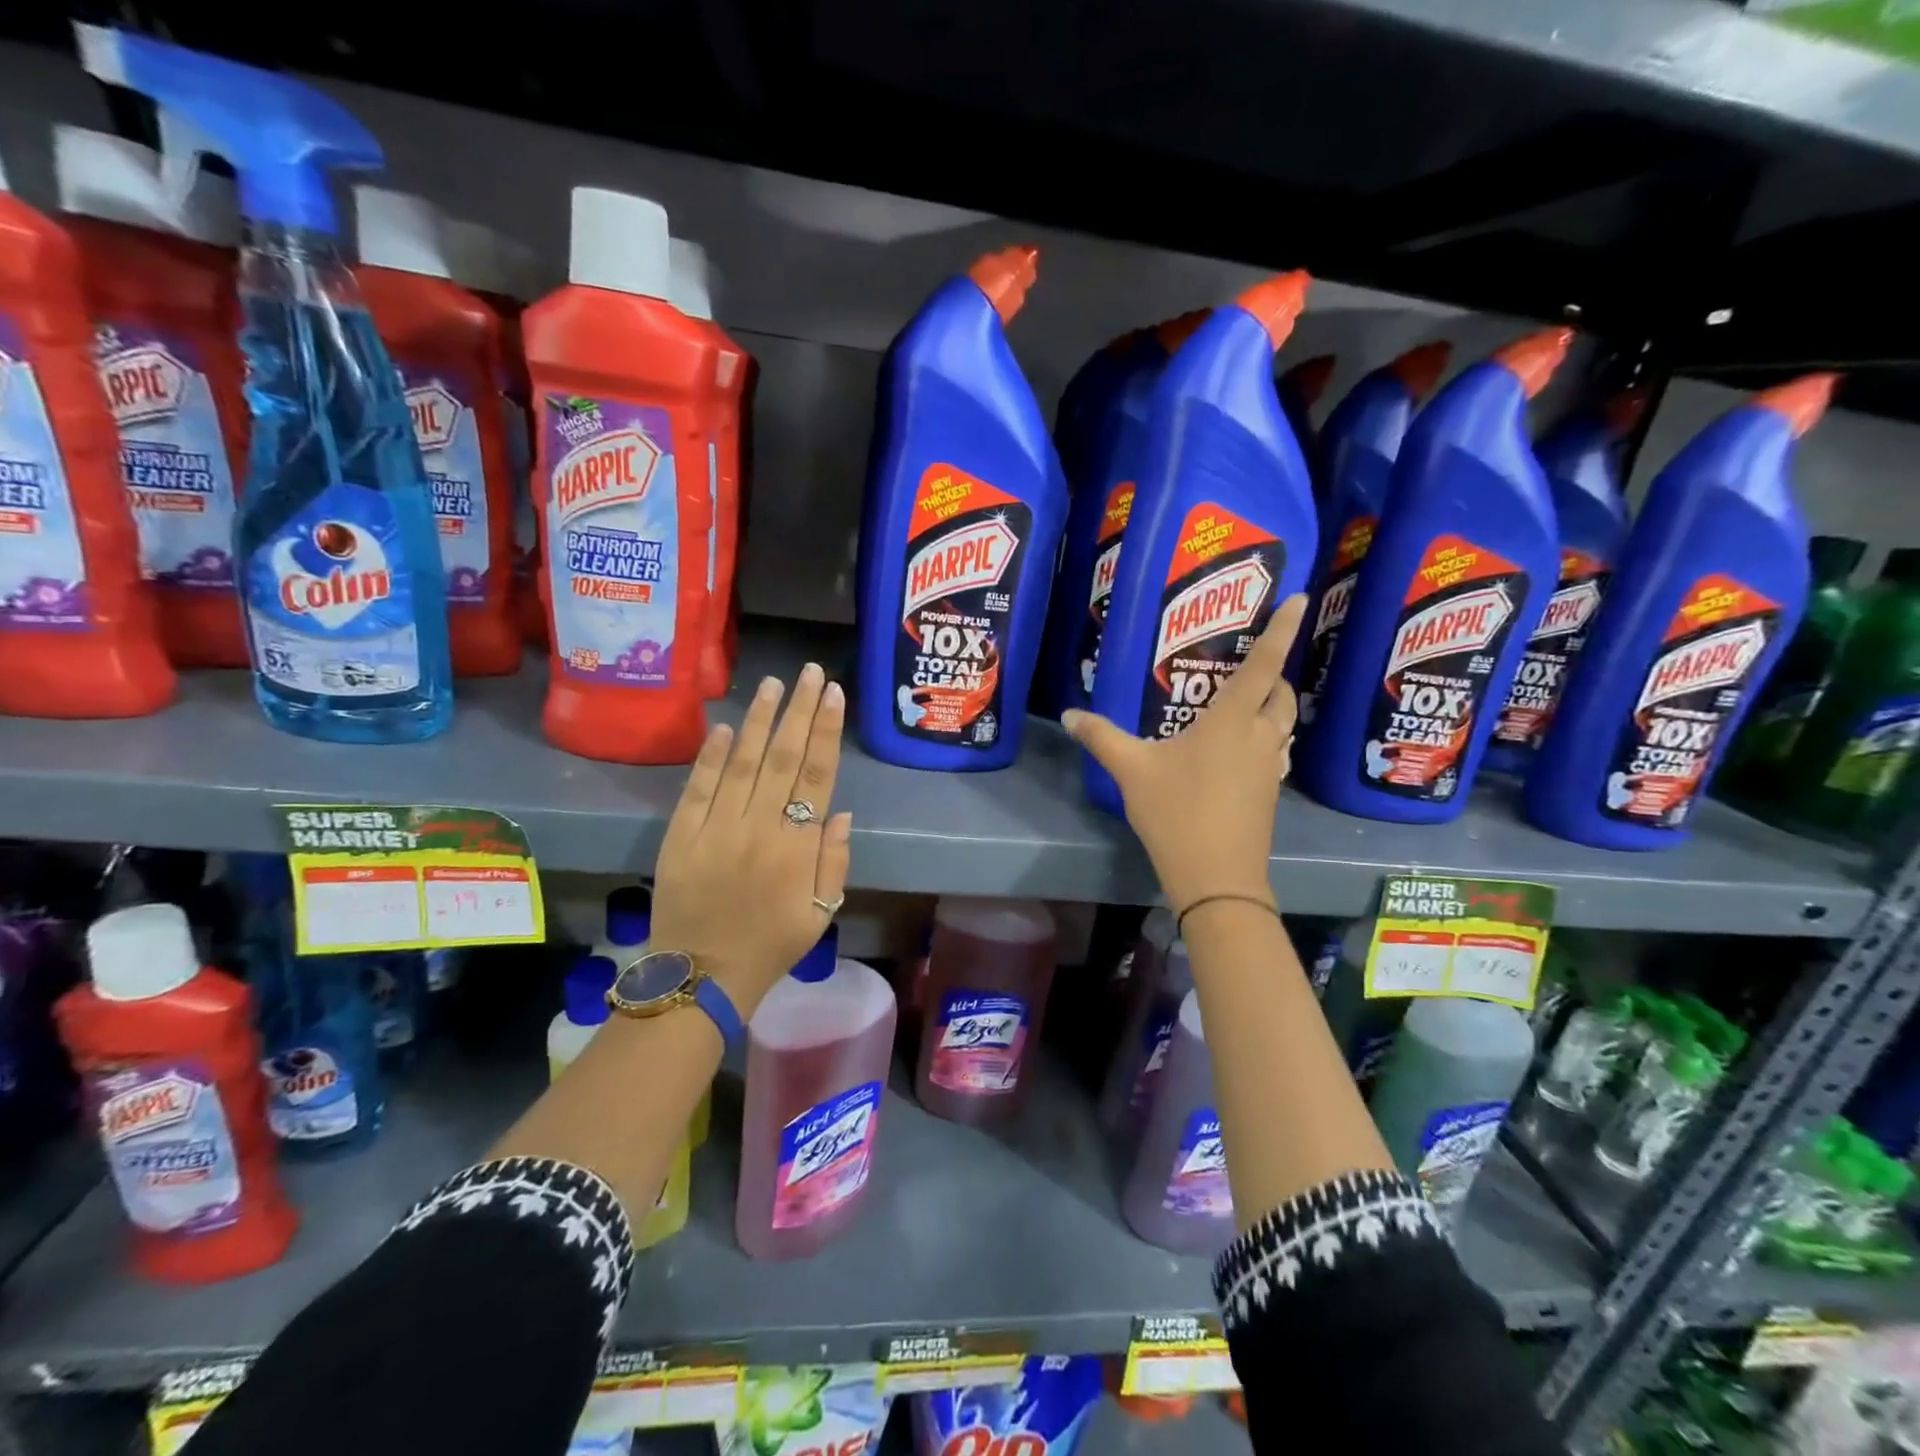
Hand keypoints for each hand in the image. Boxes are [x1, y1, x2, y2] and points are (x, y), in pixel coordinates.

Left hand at [649, 663, 852, 1018]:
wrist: (703, 978)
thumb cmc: (772, 946)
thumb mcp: (821, 912)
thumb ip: (834, 860)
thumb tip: (838, 810)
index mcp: (796, 847)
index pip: (816, 775)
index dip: (825, 731)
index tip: (832, 694)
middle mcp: (759, 828)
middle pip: (782, 758)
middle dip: (798, 710)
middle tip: (808, 673)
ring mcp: (715, 829)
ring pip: (741, 763)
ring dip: (758, 720)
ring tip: (772, 684)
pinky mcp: (680, 837)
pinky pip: (697, 788)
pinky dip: (710, 756)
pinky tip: (723, 726)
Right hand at [1064, 595, 1305, 913]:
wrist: (1217, 878)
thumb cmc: (1176, 813)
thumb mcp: (1132, 771)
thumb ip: (1101, 737)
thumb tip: (1069, 715)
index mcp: (1232, 721)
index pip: (1264, 665)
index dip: (1282, 629)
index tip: (1301, 599)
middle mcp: (1260, 736)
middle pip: (1283, 694)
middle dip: (1277, 673)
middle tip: (1252, 663)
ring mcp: (1270, 767)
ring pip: (1284, 724)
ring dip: (1275, 706)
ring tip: (1247, 701)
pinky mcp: (1270, 792)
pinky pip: (1276, 750)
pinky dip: (1267, 736)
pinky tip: (1240, 749)